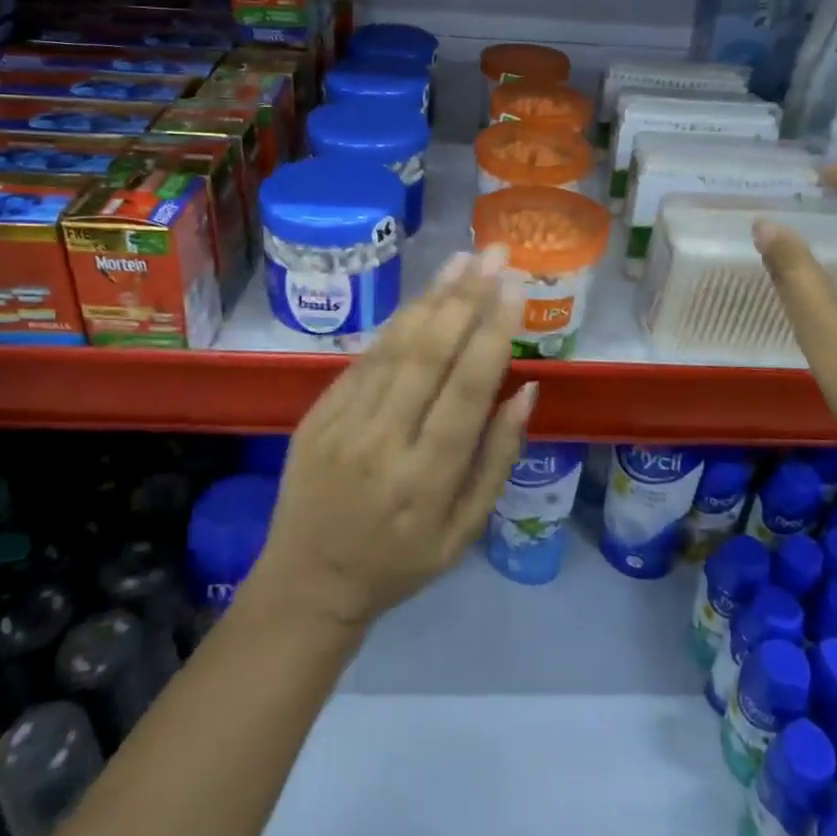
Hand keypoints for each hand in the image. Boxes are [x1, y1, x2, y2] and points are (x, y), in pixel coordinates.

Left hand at [248, 246, 537, 632]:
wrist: (309, 579)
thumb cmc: (400, 561)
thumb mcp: (464, 531)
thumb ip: (497, 459)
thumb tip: (527, 391)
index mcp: (426, 480)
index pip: (466, 391)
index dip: (492, 335)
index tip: (515, 290)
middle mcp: (383, 442)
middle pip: (428, 356)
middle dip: (466, 299)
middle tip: (494, 255)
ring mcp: (343, 423)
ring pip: (394, 347)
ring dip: (432, 298)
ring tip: (462, 260)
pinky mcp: (318, 412)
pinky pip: (365, 359)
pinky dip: (398, 323)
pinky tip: (423, 297)